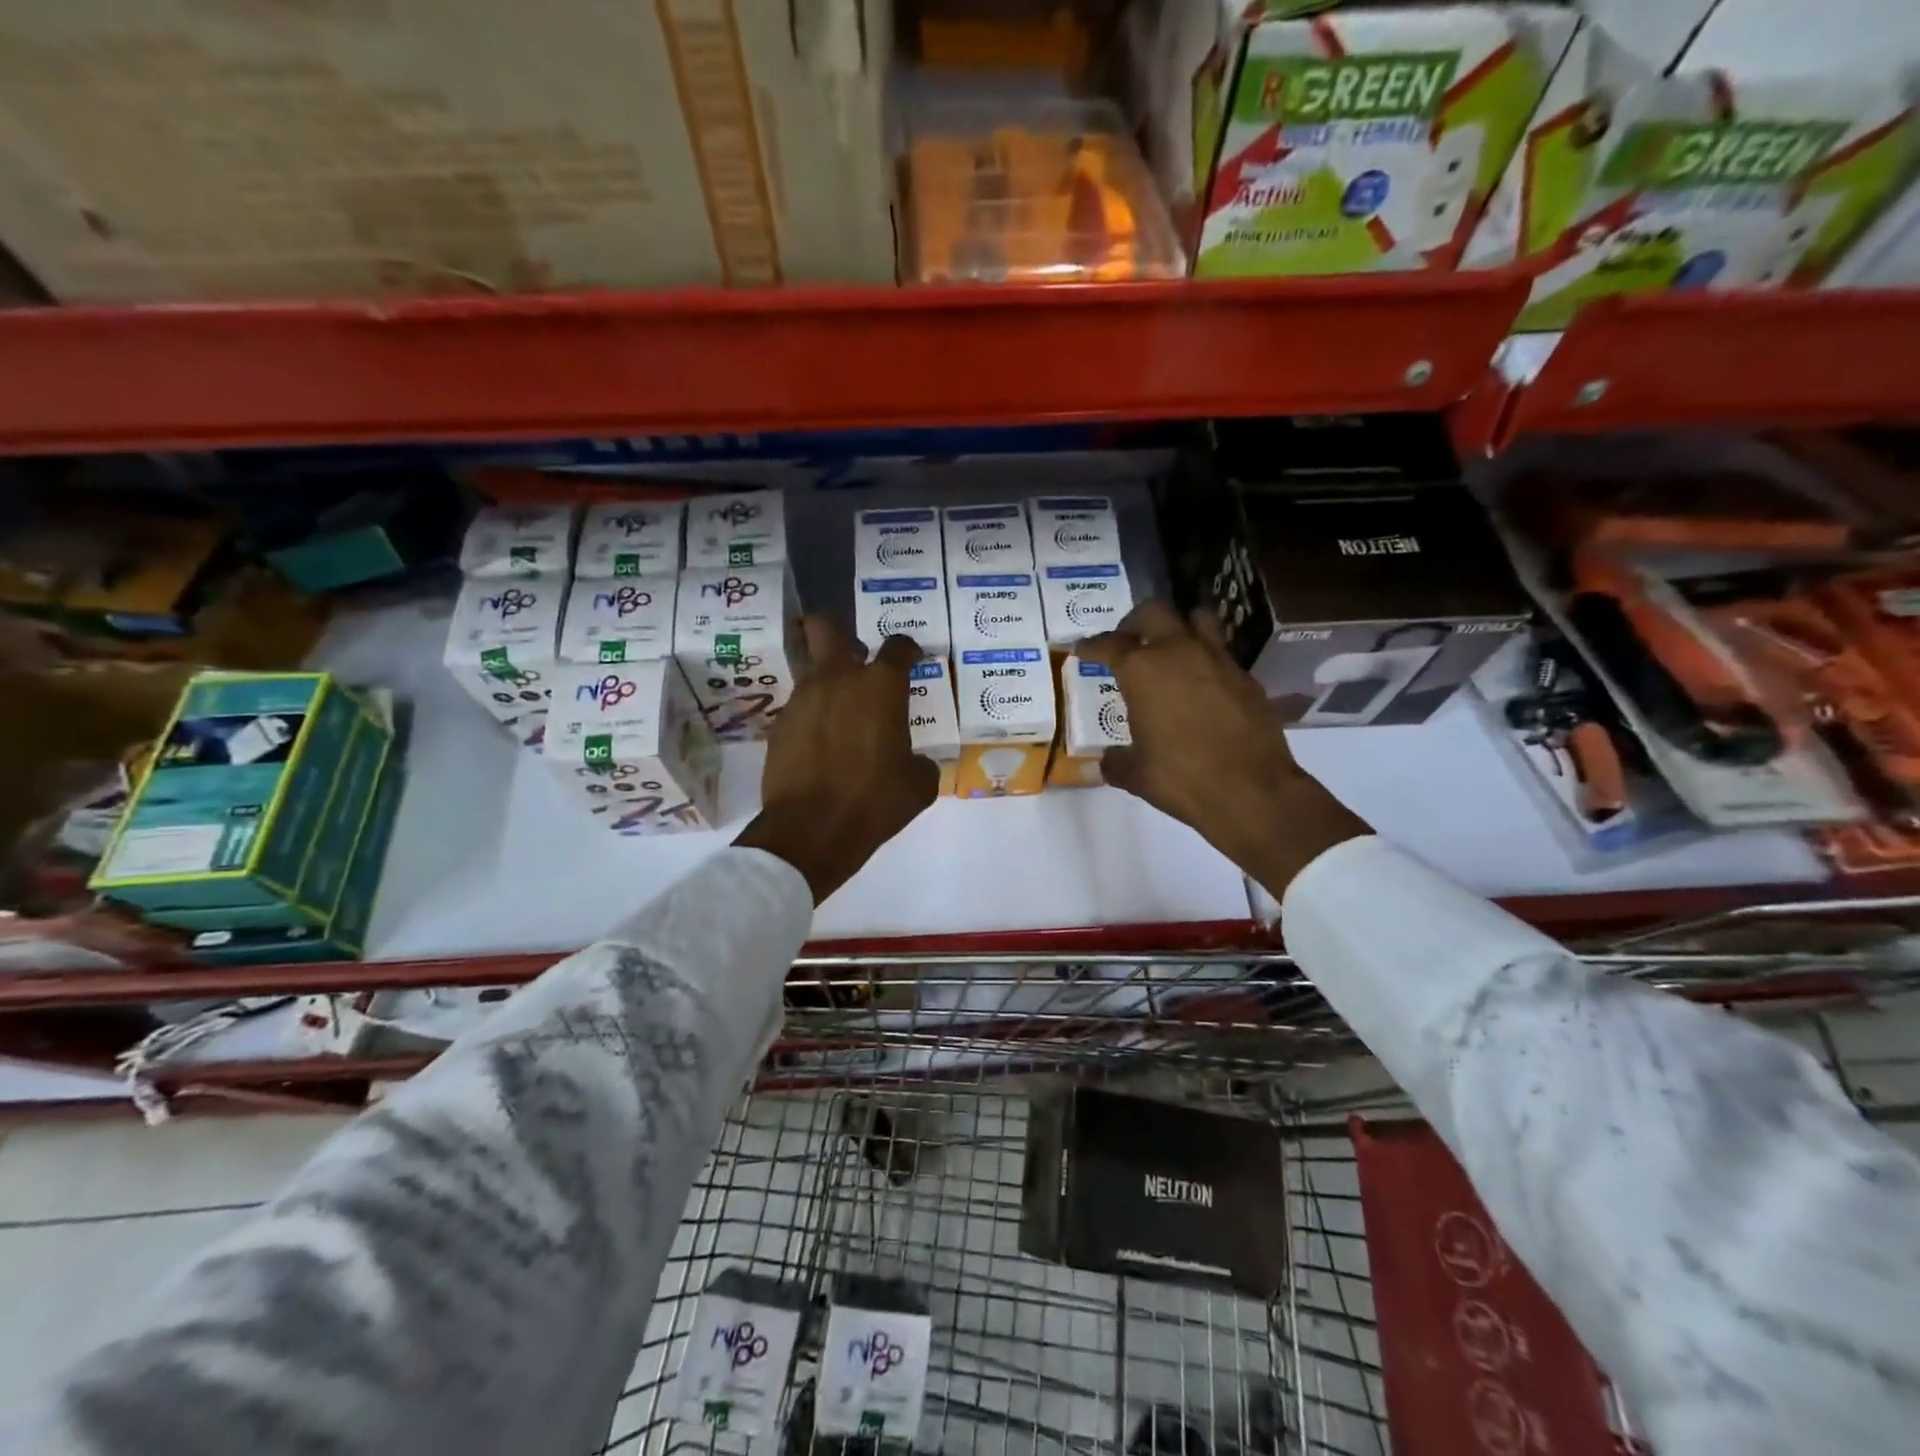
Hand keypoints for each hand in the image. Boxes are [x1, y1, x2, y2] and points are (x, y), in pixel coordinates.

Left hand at [735, 618, 938, 903]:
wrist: (811, 830)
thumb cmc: (875, 801)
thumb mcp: (918, 786)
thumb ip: (920, 762)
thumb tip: (913, 761)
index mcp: (881, 687)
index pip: (898, 646)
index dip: (907, 649)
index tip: (911, 658)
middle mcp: (838, 679)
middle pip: (826, 626)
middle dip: (839, 630)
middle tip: (855, 653)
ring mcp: (802, 698)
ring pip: (809, 665)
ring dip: (826, 678)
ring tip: (839, 708)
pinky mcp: (780, 723)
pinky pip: (798, 705)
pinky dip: (811, 715)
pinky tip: (820, 741)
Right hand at [1080, 600, 1369, 896]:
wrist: (1252, 791)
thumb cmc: (1181, 778)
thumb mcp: (1135, 774)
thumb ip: (1117, 761)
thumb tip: (1109, 759)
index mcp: (1142, 671)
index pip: (1109, 644)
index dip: (1092, 645)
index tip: (1083, 649)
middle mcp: (1179, 652)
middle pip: (1153, 613)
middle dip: (1134, 623)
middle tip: (1127, 641)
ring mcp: (1218, 661)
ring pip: (1196, 619)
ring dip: (1179, 627)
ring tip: (1170, 650)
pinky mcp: (1246, 678)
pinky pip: (1220, 654)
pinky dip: (1205, 661)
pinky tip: (1202, 688)